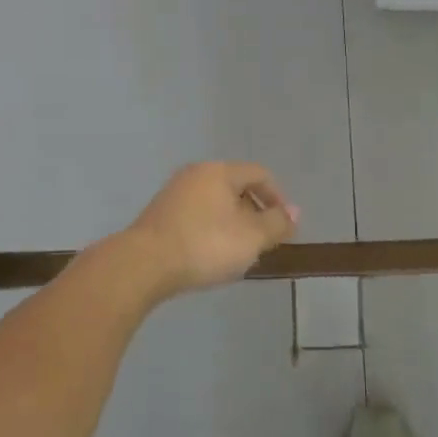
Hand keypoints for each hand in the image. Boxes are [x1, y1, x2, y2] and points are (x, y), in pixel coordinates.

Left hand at [126, 163, 298, 298]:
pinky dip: (210, 230)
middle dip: (254, 213)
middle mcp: (195, 174)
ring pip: (215, 203)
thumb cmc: (205, 245)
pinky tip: (210, 255)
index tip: (283, 227)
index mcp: (219, 171)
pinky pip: (196, 215)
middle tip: (262, 242)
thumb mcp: (251, 238)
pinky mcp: (159, 214)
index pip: (259, 174)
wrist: (143, 265)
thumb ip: (276, 223)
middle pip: (236, 187)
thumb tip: (294, 212)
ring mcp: (173, 193)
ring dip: (232, 224)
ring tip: (237, 252)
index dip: (277, 198)